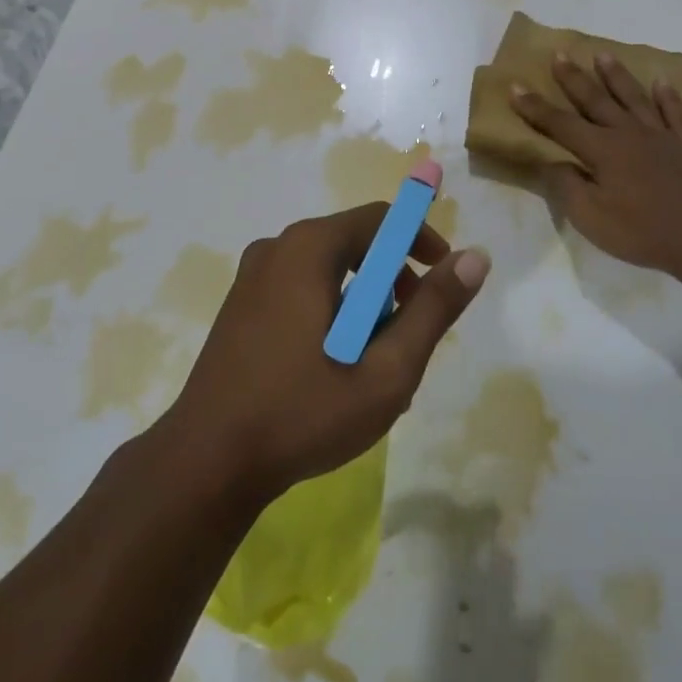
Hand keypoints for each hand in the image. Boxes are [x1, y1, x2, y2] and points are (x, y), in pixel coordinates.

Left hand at [165, 207, 491, 500]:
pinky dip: (331, 316)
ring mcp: (252, 278)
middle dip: (393, 283)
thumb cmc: (302, 412)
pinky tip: (336, 371)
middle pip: (354, 245)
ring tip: (376, 366)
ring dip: (363, 307)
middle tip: (411, 335)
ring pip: (329, 273)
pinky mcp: (241, 307)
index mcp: (308, 248)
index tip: (443, 280)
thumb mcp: (386, 369)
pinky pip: (301, 292)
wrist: (206, 463)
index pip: (380, 219)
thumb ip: (434, 309)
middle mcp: (277, 248)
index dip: (421, 241)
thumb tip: (475, 258)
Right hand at [513, 53, 681, 279]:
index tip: (516, 86)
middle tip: (559, 54)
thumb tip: (552, 161)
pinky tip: (662, 82)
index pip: (560, 124)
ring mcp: (661, 136)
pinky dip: (667, 96)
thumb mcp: (589, 217)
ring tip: (602, 55)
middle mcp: (629, 133)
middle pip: (596, 100)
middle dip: (574, 78)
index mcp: (602, 150)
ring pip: (633, 98)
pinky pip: (675, 113)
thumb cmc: (639, 232)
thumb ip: (566, 185)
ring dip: (616, 76)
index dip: (535, 107)